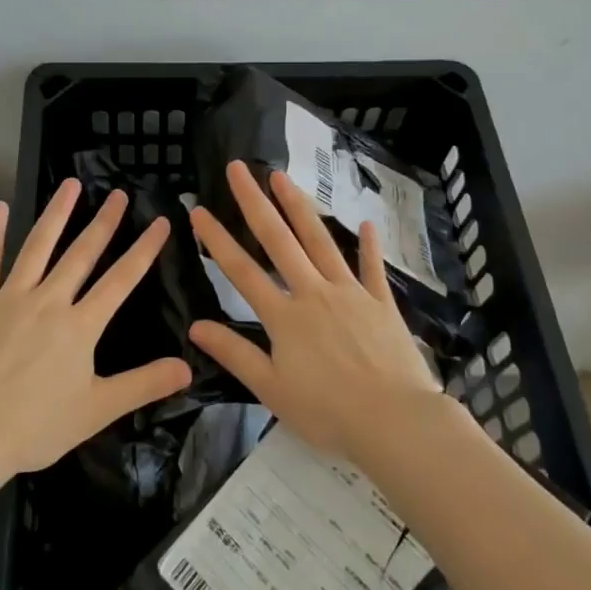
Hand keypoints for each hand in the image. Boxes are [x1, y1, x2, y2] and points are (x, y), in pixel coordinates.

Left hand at [0, 178, 191, 476]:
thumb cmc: (34, 427)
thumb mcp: (97, 411)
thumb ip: (143, 385)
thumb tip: (189, 368)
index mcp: (81, 326)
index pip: (121, 280)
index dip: (144, 249)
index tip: (161, 221)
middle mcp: (49, 301)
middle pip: (82, 254)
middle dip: (104, 222)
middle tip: (119, 193)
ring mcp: (10, 297)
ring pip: (38, 246)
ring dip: (57, 214)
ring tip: (71, 184)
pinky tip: (0, 207)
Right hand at [187, 161, 441, 466]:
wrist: (394, 420)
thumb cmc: (328, 412)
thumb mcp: (272, 390)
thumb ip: (235, 354)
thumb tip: (195, 326)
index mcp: (284, 316)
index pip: (242, 270)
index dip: (217, 239)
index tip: (199, 209)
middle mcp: (313, 291)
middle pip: (278, 239)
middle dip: (255, 201)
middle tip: (239, 168)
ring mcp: (350, 292)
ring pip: (320, 240)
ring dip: (298, 206)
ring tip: (282, 177)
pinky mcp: (381, 302)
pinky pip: (372, 267)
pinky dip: (369, 245)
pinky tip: (367, 223)